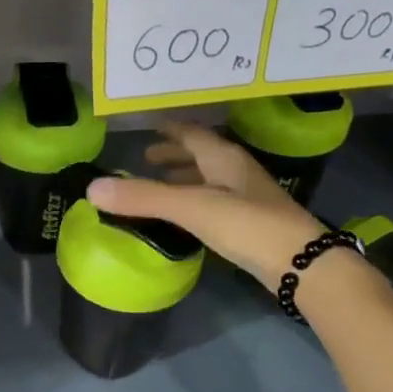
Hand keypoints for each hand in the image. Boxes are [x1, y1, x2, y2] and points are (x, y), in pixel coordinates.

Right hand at [86, 121, 325, 289]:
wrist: (300, 264)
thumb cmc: (246, 225)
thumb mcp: (190, 207)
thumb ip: (143, 198)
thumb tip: (92, 189)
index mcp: (224, 158)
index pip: (192, 134)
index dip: (169, 130)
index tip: (148, 128)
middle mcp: (237, 172)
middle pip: (203, 154)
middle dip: (176, 154)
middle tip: (148, 158)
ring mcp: (248, 198)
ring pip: (211, 179)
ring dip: (187, 178)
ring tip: (162, 184)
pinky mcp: (252, 224)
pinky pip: (216, 202)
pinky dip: (196, 201)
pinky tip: (187, 217)